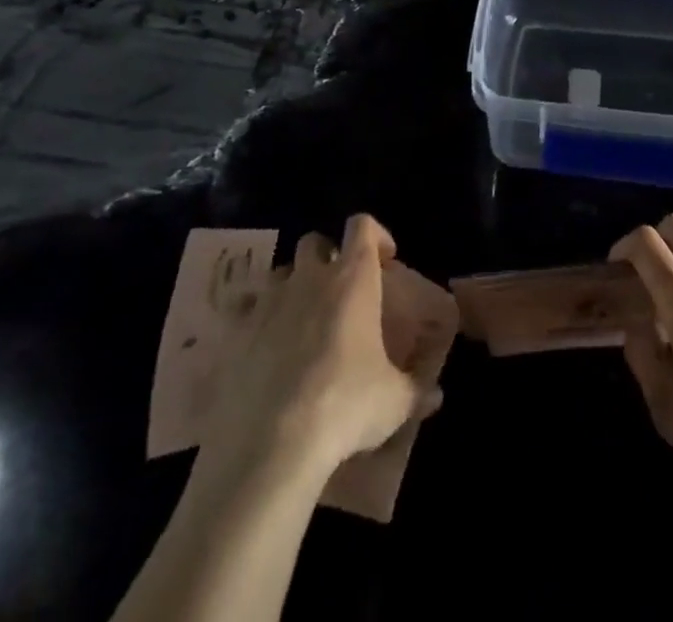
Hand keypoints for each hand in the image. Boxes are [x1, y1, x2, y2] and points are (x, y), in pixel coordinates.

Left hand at [206, 214, 437, 480]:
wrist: (271, 445)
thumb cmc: (345, 407)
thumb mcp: (394, 402)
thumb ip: (417, 389)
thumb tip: (436, 394)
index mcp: (352, 279)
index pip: (362, 226)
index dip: (376, 235)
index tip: (385, 260)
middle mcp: (310, 277)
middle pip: (315, 241)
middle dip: (329, 256)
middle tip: (341, 290)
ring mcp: (269, 301)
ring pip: (280, 272)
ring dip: (293, 286)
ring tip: (302, 319)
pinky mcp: (236, 331)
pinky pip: (246, 310)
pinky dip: (258, 320)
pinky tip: (265, 349)